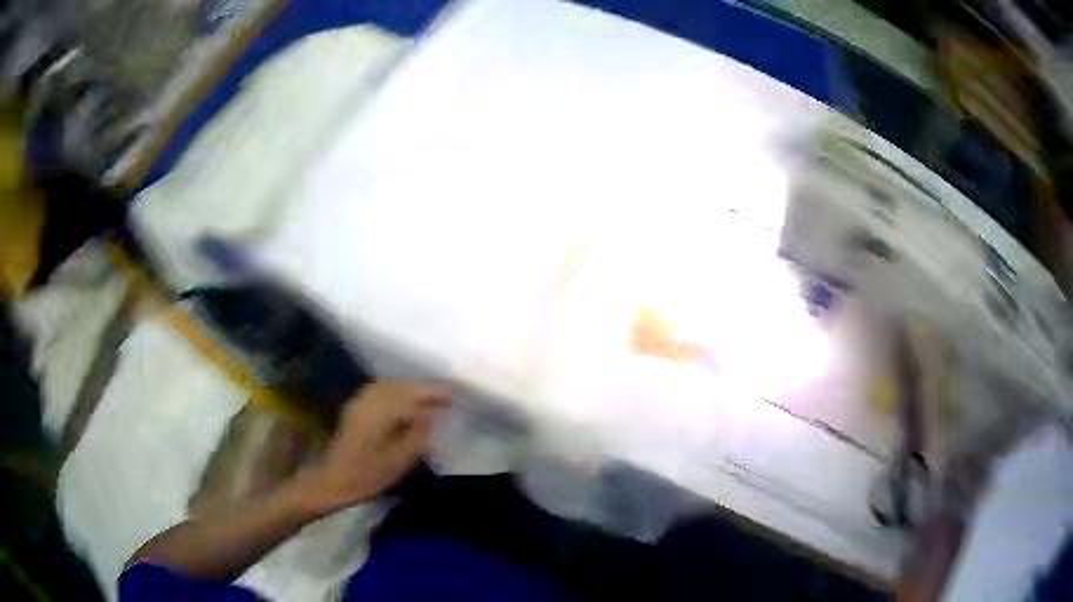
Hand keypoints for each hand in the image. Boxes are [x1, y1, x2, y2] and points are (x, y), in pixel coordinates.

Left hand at [300, 382, 449, 511]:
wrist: (332, 481)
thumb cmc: (367, 475)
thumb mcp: (398, 461)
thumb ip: (416, 436)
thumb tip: (429, 415)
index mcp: (380, 412)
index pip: (411, 395)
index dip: (432, 394)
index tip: (451, 395)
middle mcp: (369, 401)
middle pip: (400, 387)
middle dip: (422, 390)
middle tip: (444, 397)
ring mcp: (359, 403)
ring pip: (389, 387)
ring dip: (409, 390)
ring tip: (428, 400)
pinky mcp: (355, 410)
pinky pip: (380, 392)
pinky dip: (396, 393)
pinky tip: (404, 404)